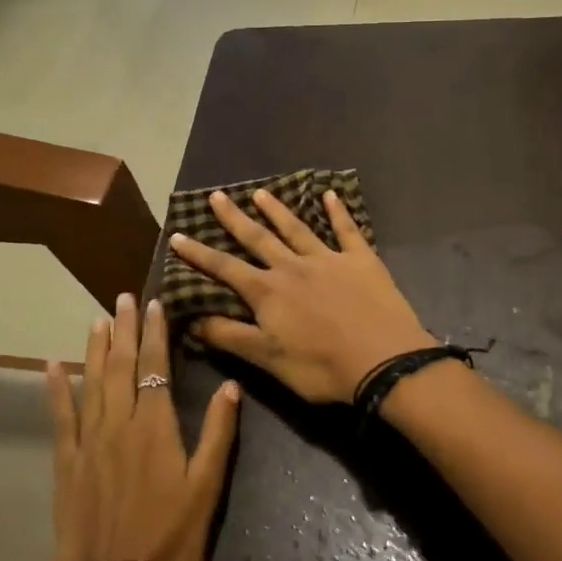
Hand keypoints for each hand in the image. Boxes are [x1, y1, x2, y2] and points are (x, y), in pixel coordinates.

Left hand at [45, 294, 240, 560]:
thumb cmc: (172, 540)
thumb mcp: (207, 488)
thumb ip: (217, 433)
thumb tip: (230, 385)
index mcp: (155, 427)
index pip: (155, 366)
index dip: (156, 333)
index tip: (154, 304)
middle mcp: (118, 424)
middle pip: (121, 366)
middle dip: (124, 329)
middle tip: (123, 298)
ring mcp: (87, 443)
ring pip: (90, 383)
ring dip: (94, 349)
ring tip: (97, 320)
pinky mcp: (65, 465)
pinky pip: (59, 418)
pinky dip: (55, 390)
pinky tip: (50, 367)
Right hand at [167, 187, 433, 404]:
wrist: (383, 361)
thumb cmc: (320, 367)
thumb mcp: (267, 359)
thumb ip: (229, 337)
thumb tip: (191, 319)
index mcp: (268, 292)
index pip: (225, 268)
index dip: (199, 254)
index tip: (177, 235)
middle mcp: (293, 267)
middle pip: (258, 238)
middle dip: (234, 218)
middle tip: (216, 196)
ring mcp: (329, 259)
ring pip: (297, 228)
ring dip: (277, 210)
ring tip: (260, 193)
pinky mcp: (362, 260)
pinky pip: (347, 230)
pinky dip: (338, 211)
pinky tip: (330, 194)